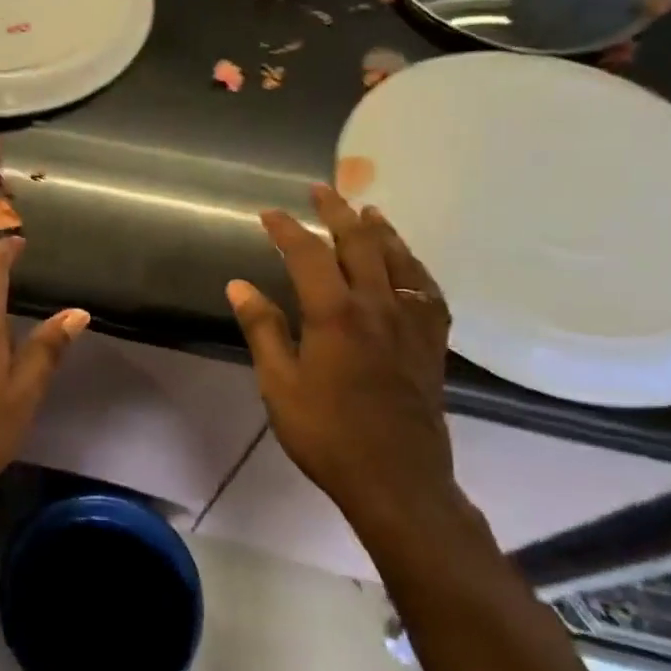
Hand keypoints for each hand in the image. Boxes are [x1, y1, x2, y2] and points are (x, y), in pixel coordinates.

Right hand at [225, 183, 457, 526]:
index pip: (309, 255)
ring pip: (399, 260)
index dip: (287, 229)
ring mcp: (411, 323)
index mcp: (335, 315)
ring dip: (380, 230)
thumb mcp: (279, 383)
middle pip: (360, 244)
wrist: (396, 480)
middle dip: (337, 212)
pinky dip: (415, 266)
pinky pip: (428, 290)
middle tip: (321, 190)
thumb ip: (262, 328)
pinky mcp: (431, 342)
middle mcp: (378, 306)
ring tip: (367, 209)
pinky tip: (408, 264)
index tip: (268, 214)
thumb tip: (239, 284)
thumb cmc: (326, 433)